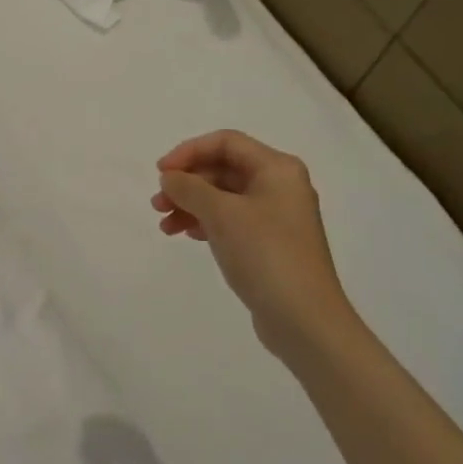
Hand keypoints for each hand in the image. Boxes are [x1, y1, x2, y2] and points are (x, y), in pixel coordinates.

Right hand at [151, 130, 353, 360]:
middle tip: (157, 204)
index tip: (161, 173)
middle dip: (187, 183)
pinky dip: (206, 222)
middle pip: (224, 169)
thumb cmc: (265, 254)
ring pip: (224, 197)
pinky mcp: (271, 244)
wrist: (305, 320)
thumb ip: (189, 188)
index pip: (226, 142)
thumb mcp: (221, 214)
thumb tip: (170, 177)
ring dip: (191, 205)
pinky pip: (232, 220)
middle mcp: (280, 186)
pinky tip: (188, 235)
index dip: (189, 151)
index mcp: (277, 168)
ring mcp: (277, 217)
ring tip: (166, 226)